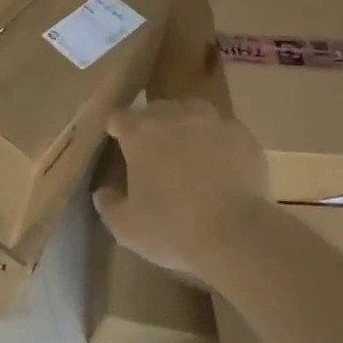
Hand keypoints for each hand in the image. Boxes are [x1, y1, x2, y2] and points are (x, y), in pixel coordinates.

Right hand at [97, 100, 269, 280]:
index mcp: (140, 134)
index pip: (119, 117)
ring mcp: (210, 122)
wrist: (236, 234)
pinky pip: (224, 128)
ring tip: (189, 146)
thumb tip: (101, 193)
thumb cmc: (173, 229)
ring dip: (185, 123)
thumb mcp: (128, 228)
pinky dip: (219, 139)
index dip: (117, 129)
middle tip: (155, 151)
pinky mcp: (241, 134)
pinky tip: (223, 161)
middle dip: (152, 124)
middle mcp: (173, 117)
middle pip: (156, 108)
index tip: (118, 142)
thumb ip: (109, 206)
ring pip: (192, 109)